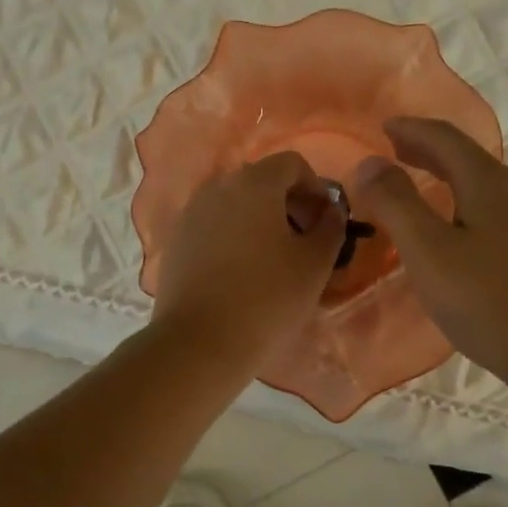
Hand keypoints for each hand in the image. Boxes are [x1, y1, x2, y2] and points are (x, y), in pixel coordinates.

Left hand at [151, 152, 345, 378]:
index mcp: (254, 183)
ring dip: (260, 219)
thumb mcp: (315, 265)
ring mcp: (191, 213)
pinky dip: (234, 235)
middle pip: (261, 180)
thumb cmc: (267, 299)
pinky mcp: (176, 241)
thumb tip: (331, 210)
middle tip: (304, 241)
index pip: (292, 164)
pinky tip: (242, 272)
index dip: (316, 188)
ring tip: (274, 259)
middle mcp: (218, 187)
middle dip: (288, 203)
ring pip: (235, 203)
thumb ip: (331, 227)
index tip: (325, 222)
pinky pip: (213, 225)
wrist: (199, 342)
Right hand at [350, 117, 507, 399]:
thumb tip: (368, 162)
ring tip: (421, 188)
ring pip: (484, 186)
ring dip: (448, 178)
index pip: (445, 138)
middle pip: (468, 158)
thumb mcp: (429, 252)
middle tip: (395, 151)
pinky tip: (459, 233)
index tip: (382, 127)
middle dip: (428, 150)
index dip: (411, 128)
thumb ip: (396, 203)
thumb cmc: (491, 302)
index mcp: (489, 183)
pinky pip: (496, 211)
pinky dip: (465, 204)